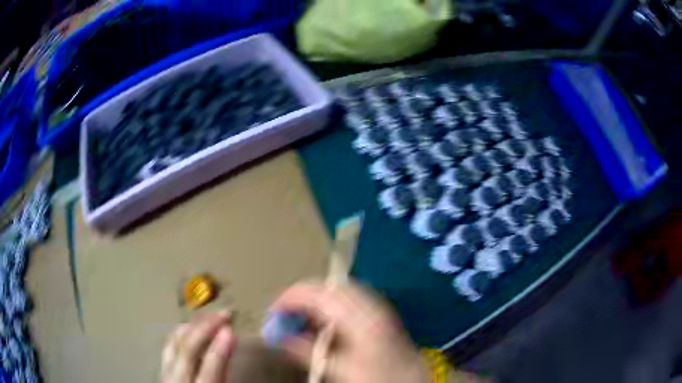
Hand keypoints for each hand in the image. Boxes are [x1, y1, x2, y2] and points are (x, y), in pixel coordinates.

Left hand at [161, 311, 235, 382]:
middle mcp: (176, 380)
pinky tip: (192, 327)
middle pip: (187, 349)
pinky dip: (182, 332)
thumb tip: (229, 343)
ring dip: (193, 326)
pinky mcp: (161, 366)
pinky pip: (169, 343)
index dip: (218, 349)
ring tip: (211, 317)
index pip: (208, 369)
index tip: (230, 330)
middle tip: (224, 314)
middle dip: (205, 329)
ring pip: (174, 341)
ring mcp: (165, 371)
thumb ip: (223, 372)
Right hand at [268, 281, 429, 382]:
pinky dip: (329, 305)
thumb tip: (281, 338)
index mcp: (359, 317)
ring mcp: (375, 305)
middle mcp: (368, 303)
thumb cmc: (375, 375)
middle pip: (327, 286)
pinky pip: (347, 298)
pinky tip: (323, 321)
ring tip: (300, 318)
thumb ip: (307, 351)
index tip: (274, 311)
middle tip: (285, 313)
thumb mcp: (338, 368)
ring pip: (337, 290)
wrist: (409, 377)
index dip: (291, 298)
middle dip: (302, 296)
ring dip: (315, 299)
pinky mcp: (378, 311)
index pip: (318, 294)